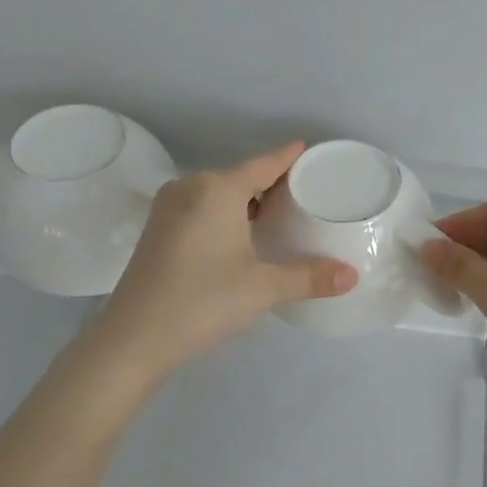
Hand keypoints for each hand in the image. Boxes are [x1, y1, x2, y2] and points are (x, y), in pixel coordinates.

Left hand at [92, 142, 356, 376]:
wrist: (134, 337)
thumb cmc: (203, 301)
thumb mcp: (263, 288)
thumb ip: (309, 277)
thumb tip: (353, 276)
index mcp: (216, 189)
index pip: (263, 164)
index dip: (287, 157)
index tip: (308, 149)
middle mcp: (190, 188)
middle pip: (240, 176)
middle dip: (271, 183)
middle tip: (304, 194)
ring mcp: (168, 208)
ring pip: (218, 193)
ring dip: (246, 200)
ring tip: (278, 215)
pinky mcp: (158, 229)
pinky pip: (201, 208)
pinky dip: (225, 213)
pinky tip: (241, 234)